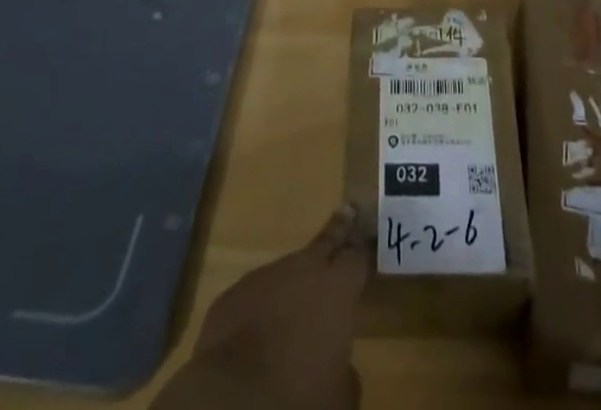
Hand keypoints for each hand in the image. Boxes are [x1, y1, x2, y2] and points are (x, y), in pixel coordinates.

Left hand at [154, 204, 372, 409]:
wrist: (231, 399)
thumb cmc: (299, 396)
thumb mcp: (339, 397)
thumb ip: (346, 372)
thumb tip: (341, 368)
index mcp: (336, 288)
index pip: (357, 257)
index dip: (363, 249)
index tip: (368, 234)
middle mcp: (302, 270)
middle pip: (325, 241)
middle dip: (339, 228)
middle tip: (347, 209)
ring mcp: (264, 278)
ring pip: (287, 273)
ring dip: (295, 283)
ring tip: (298, 304)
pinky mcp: (232, 296)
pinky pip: (255, 297)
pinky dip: (262, 308)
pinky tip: (260, 330)